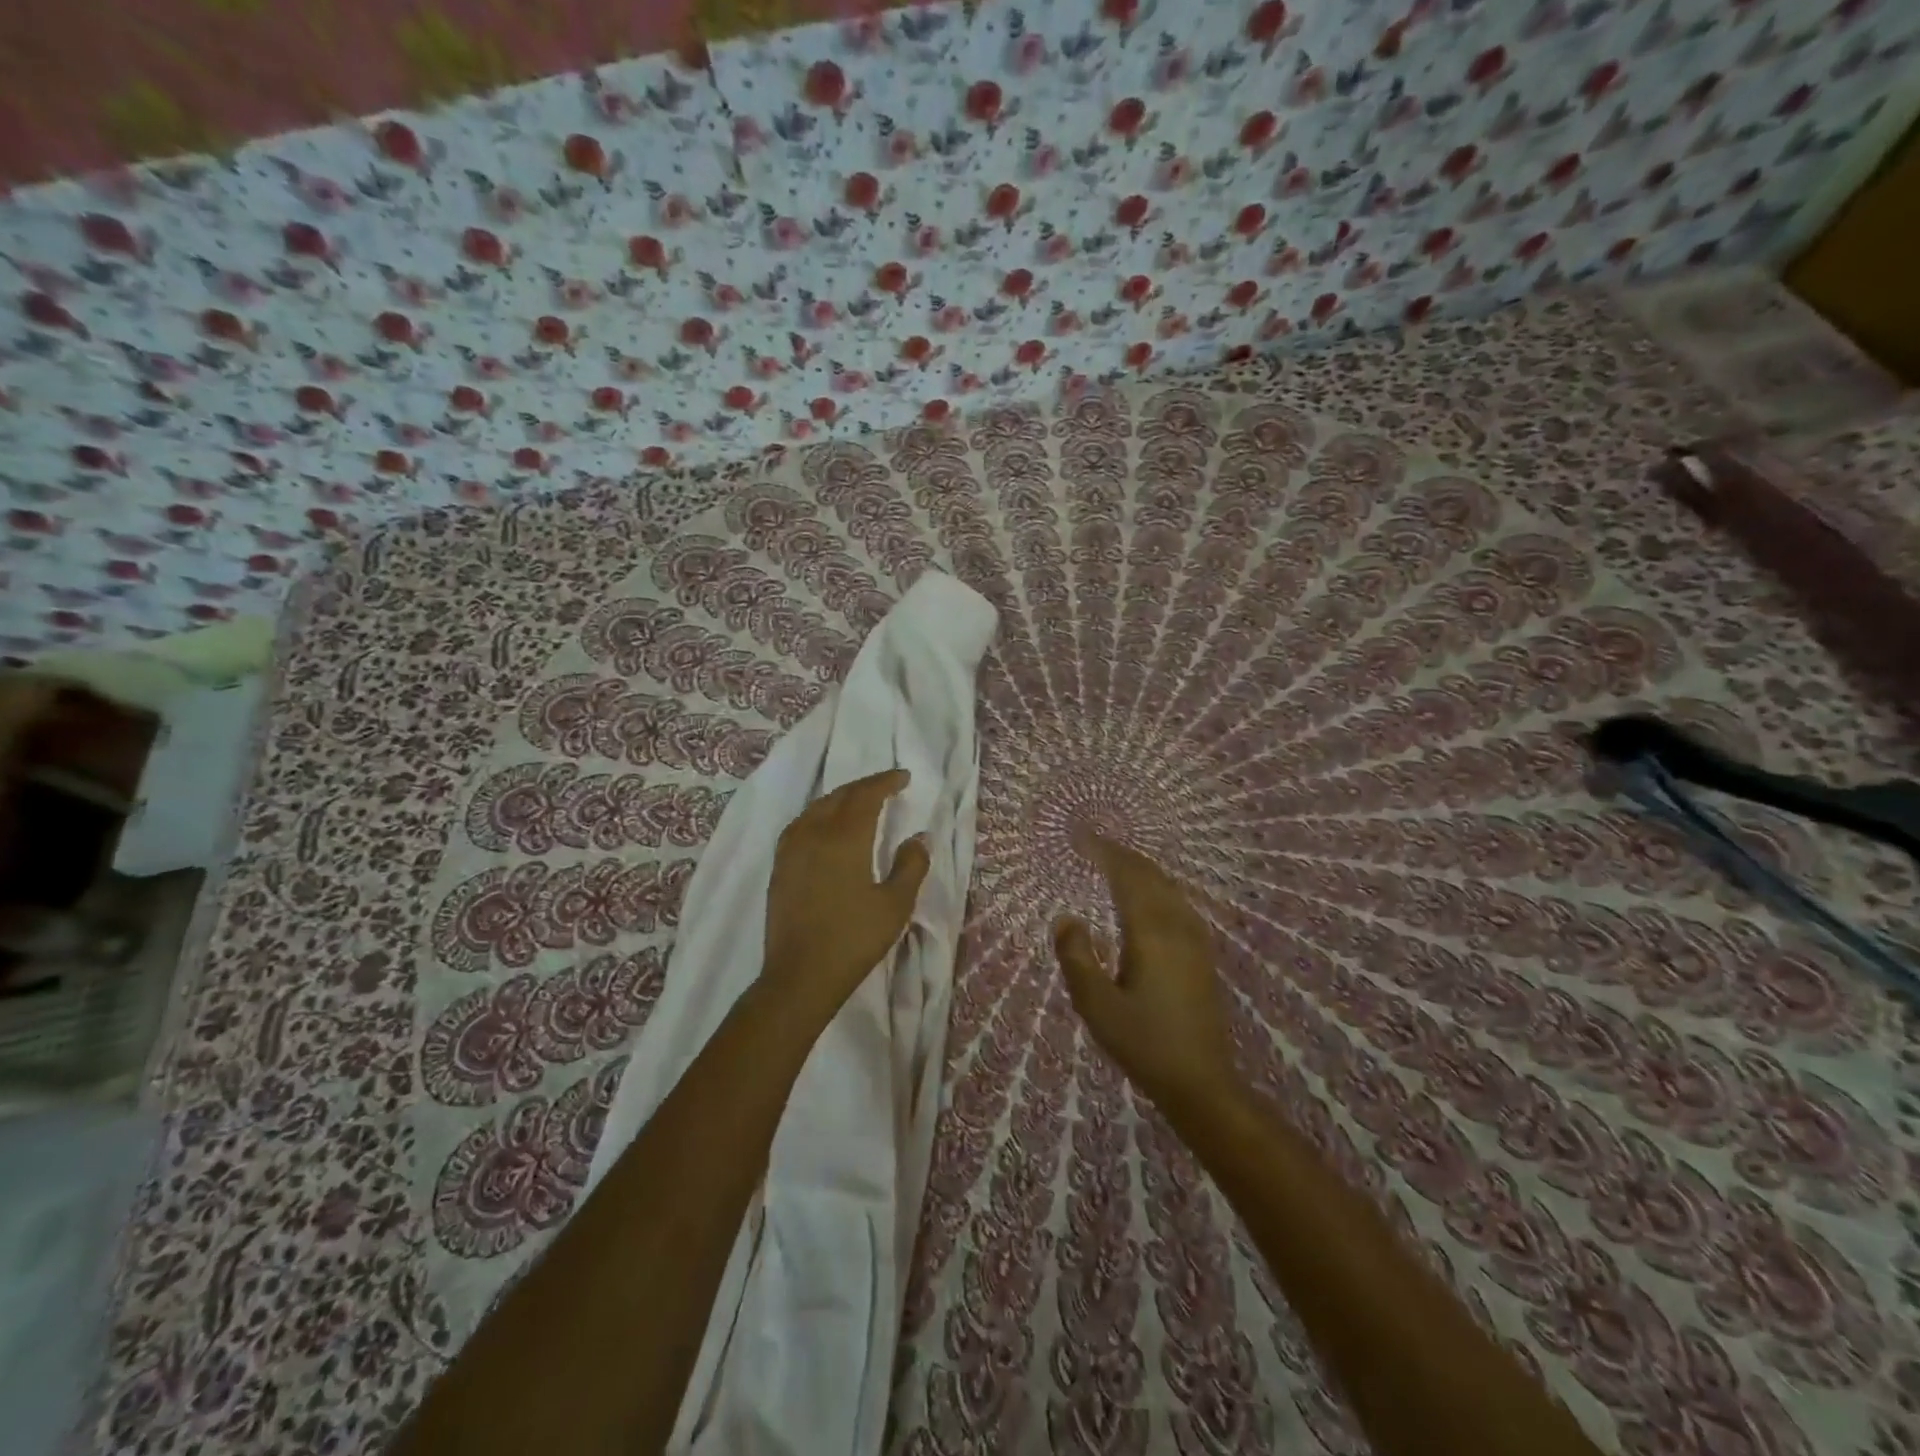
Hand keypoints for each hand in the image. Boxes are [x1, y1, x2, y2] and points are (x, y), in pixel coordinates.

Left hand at [764, 769, 928, 1020]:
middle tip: (886, 786)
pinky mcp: (780, 867)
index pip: (866, 796)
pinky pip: (800, 824)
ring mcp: (791, 850)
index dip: (885, 782)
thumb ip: (911, 865)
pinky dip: (818, 814)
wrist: (800, 975)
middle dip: (865, 787)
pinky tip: (824, 826)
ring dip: (840, 798)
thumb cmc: (853, 939)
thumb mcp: (895, 905)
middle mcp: (814, 834)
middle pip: (840, 796)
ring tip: (858, 802)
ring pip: (817, 808)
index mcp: (845, 838)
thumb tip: (919, 837)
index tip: (904, 777)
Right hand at [1055, 836, 1241, 1112]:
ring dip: (1142, 869)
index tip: (1083, 837)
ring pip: (1168, 887)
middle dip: (1122, 855)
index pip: (1128, 877)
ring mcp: (1195, 939)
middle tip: (1094, 843)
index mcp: (1151, 933)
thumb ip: (1077, 958)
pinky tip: (1150, 896)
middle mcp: (1177, 926)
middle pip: (1151, 876)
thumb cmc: (1144, 1044)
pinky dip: (1158, 886)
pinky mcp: (1202, 954)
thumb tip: (1067, 918)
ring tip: (1116, 862)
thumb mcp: (1097, 1006)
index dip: (1106, 852)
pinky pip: (1178, 902)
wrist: (1201, 1082)